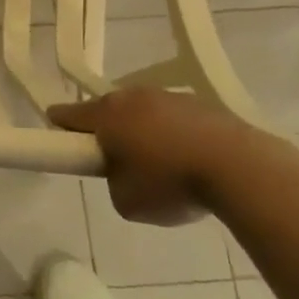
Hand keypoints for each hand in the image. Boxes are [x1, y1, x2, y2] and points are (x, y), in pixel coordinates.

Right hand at [48, 87, 265, 225]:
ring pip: (142, 112)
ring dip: (142, 132)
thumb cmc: (171, 183)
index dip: (59, 129)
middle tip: (116, 164)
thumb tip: (124, 173)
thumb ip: (113, 183)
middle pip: (107, 111)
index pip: (67, 114)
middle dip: (106, 132)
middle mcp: (132, 96)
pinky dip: (173, 135)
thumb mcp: (126, 202)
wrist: (239, 167)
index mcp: (106, 115)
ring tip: (161, 167)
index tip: (63, 144)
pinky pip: (173, 118)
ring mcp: (168, 96)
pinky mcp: (200, 103)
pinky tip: (190, 161)